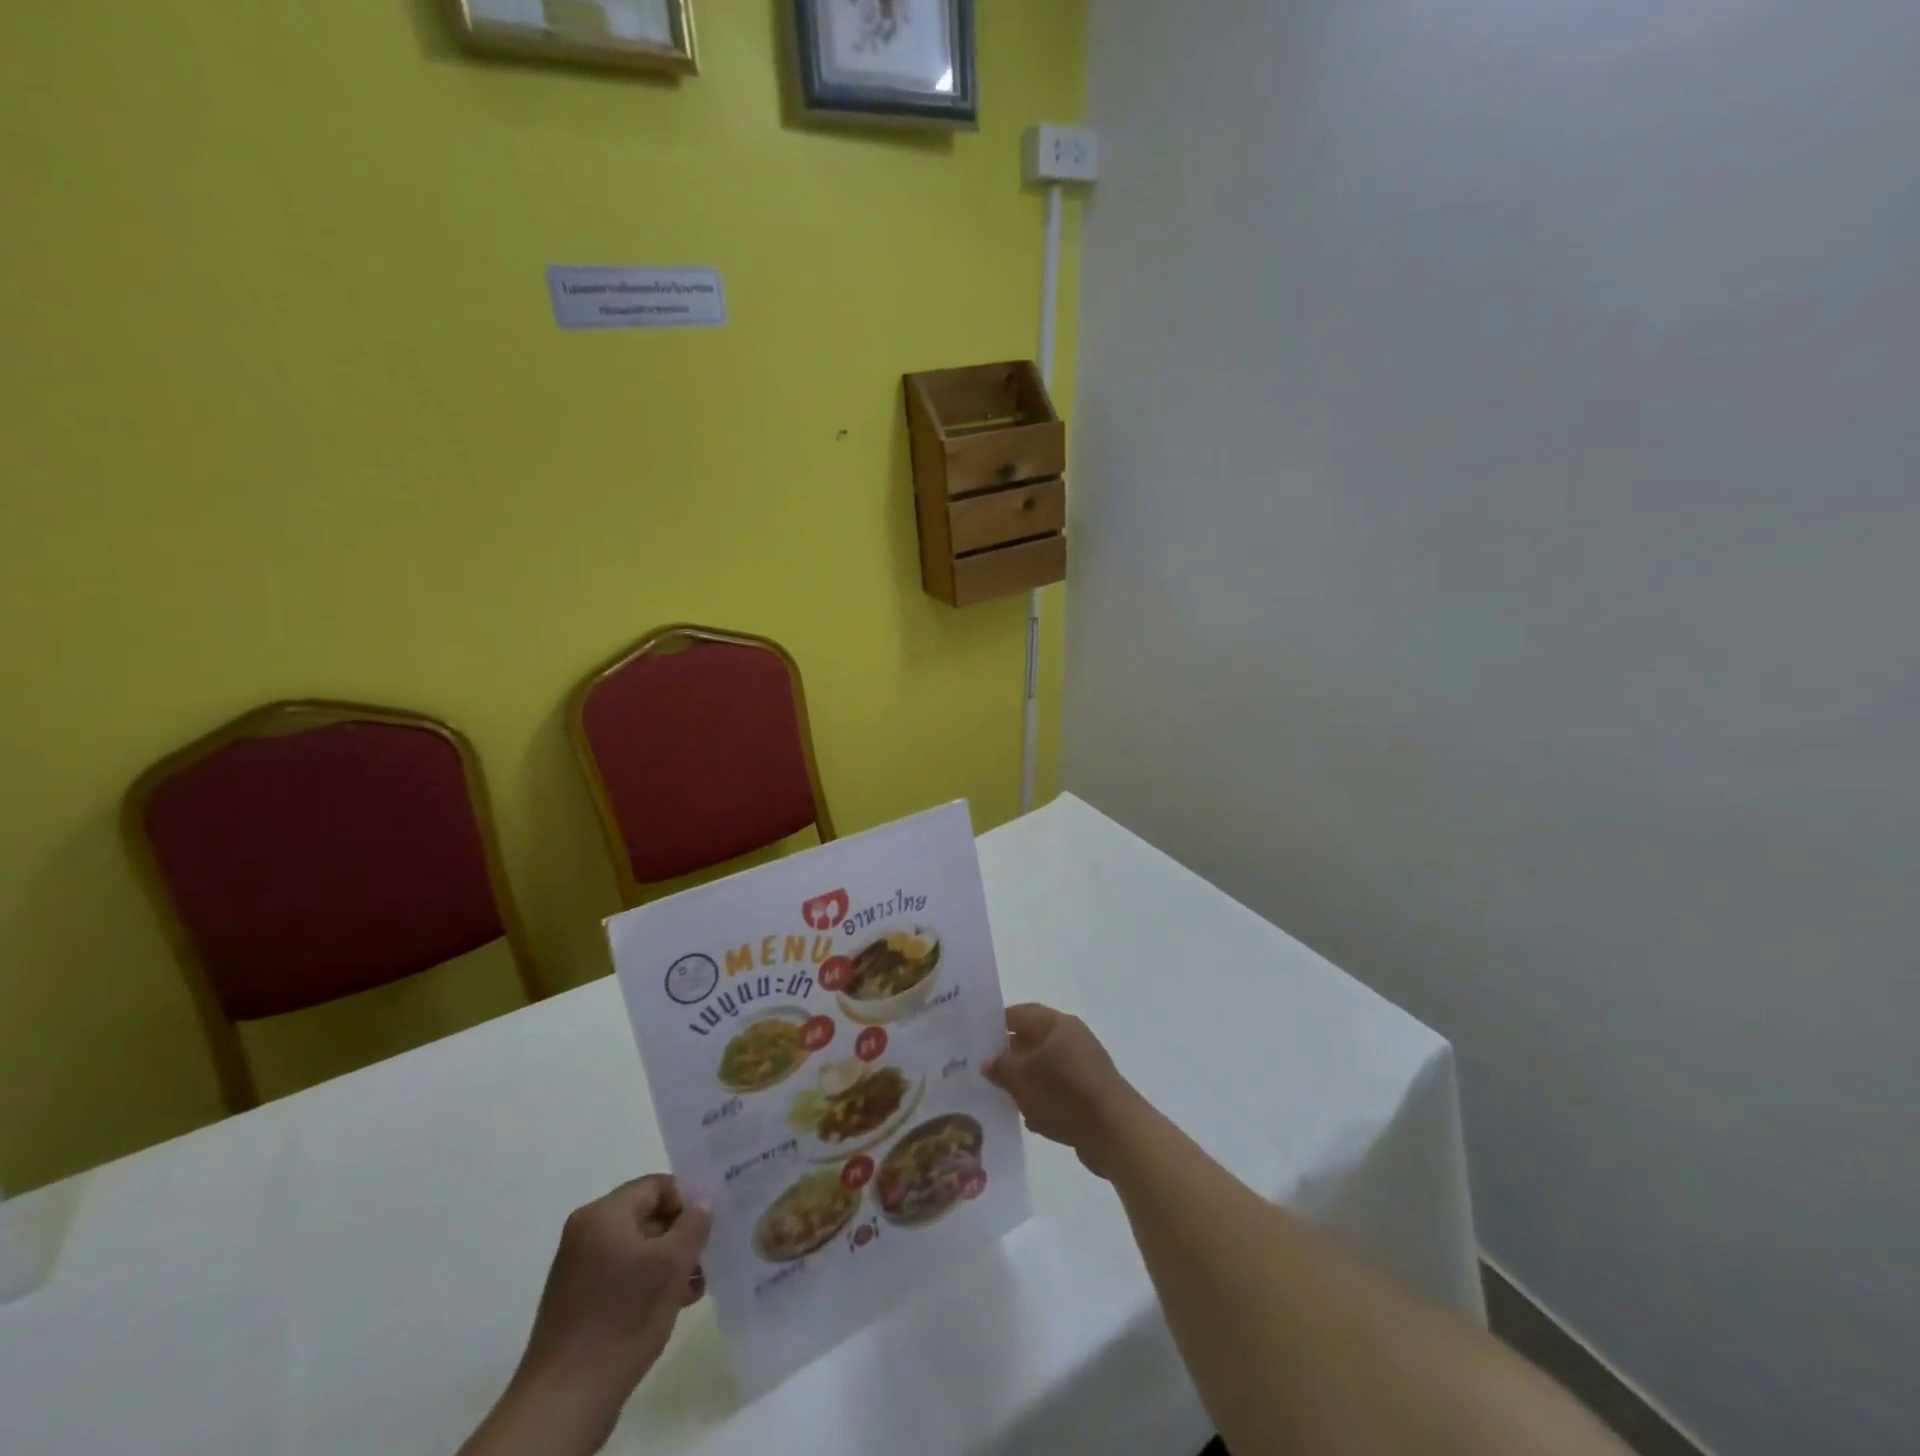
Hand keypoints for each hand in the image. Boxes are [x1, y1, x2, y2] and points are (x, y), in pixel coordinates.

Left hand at [462, 1176, 711, 1455]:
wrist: (564, 1402)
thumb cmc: (622, 1319)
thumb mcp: (671, 1266)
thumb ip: (693, 1225)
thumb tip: (703, 1203)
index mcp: (603, 1215)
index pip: (656, 1186)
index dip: (688, 1199)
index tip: (713, 1221)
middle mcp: (586, 1235)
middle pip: (647, 1217)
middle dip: (681, 1235)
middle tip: (711, 1253)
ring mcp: (579, 1271)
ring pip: (637, 1250)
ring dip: (669, 1262)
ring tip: (698, 1285)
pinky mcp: (578, 1304)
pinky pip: (622, 1277)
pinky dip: (649, 1283)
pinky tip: (675, 1304)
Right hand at [985, 1004, 1142, 1176]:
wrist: (1115, 1132)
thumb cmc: (1065, 1094)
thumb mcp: (1023, 1078)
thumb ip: (1001, 1066)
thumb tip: (988, 1060)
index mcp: (1056, 1024)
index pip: (1020, 1013)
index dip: (996, 1024)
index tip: (975, 1040)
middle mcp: (1071, 1038)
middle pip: (1031, 1039)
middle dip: (1008, 1056)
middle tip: (982, 1071)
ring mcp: (1082, 1065)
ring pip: (1043, 1067)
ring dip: (1024, 1080)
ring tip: (1000, 1097)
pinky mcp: (1089, 1092)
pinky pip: (1057, 1089)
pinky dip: (1042, 1098)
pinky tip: (1029, 1117)